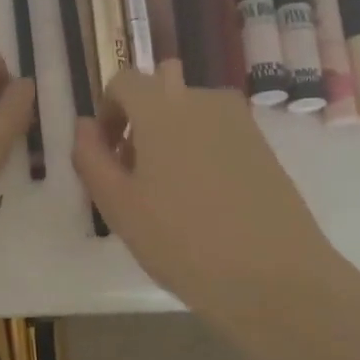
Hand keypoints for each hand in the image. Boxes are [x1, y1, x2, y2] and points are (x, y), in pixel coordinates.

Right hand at [72, 62, 338, 321]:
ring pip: (192, 112)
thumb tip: (85, 126)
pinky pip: (219, 132)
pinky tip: (205, 199)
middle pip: (161, 91)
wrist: (274, 277)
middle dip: (141, 120)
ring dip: (172, 134)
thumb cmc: (182, 240)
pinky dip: (202, 149)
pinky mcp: (264, 146)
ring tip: (169, 189)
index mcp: (161, 106)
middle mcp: (202, 100)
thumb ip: (91, 157)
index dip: (107, 112)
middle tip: (135, 171)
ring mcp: (239, 121)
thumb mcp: (118, 205)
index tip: (106, 153)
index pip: (124, 81)